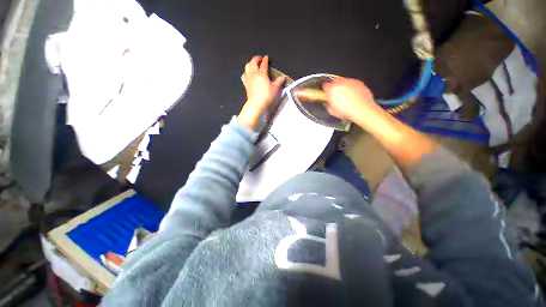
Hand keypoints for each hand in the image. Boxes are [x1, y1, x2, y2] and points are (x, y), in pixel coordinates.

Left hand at [238, 55, 284, 128]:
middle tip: (259, 58)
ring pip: (247, 66)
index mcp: (262, 73)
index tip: (267, 57)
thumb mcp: (275, 89)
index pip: (263, 64)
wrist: (256, 104)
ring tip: (253, 64)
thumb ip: (278, 82)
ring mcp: (248, 78)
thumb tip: (283, 77)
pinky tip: (248, 74)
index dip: (265, 60)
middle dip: (256, 59)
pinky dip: (246, 72)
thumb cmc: (267, 96)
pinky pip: (244, 75)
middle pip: (253, 62)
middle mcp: (254, 73)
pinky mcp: (245, 84)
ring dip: (250, 63)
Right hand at [320, 78, 381, 122]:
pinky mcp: (359, 83)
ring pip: (344, 82)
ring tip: (345, 97)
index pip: (325, 85)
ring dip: (343, 87)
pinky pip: (353, 84)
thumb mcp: (332, 111)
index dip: (325, 89)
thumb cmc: (347, 110)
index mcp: (332, 89)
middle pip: (335, 81)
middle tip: (335, 95)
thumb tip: (328, 103)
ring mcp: (351, 81)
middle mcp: (341, 82)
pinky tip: (352, 97)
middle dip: (334, 87)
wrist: (361, 110)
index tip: (326, 93)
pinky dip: (352, 88)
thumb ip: (328, 104)